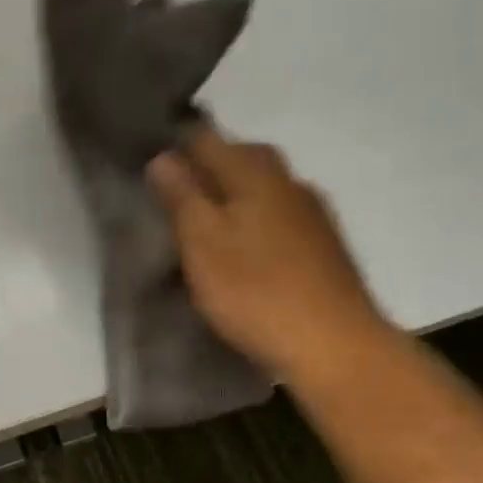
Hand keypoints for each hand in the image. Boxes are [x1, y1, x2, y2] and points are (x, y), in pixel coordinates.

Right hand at [147, 124, 392, 380]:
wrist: (334, 345)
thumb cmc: (255, 291)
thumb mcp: (202, 242)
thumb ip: (182, 196)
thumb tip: (162, 156)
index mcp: (255, 173)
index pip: (207, 138)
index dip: (175, 144)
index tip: (148, 162)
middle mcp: (289, 181)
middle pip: (242, 157)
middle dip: (207, 167)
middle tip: (174, 192)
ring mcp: (313, 213)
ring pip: (263, 187)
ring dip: (233, 195)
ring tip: (204, 222)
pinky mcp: (324, 246)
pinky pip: (279, 216)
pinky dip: (255, 221)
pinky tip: (244, 247)